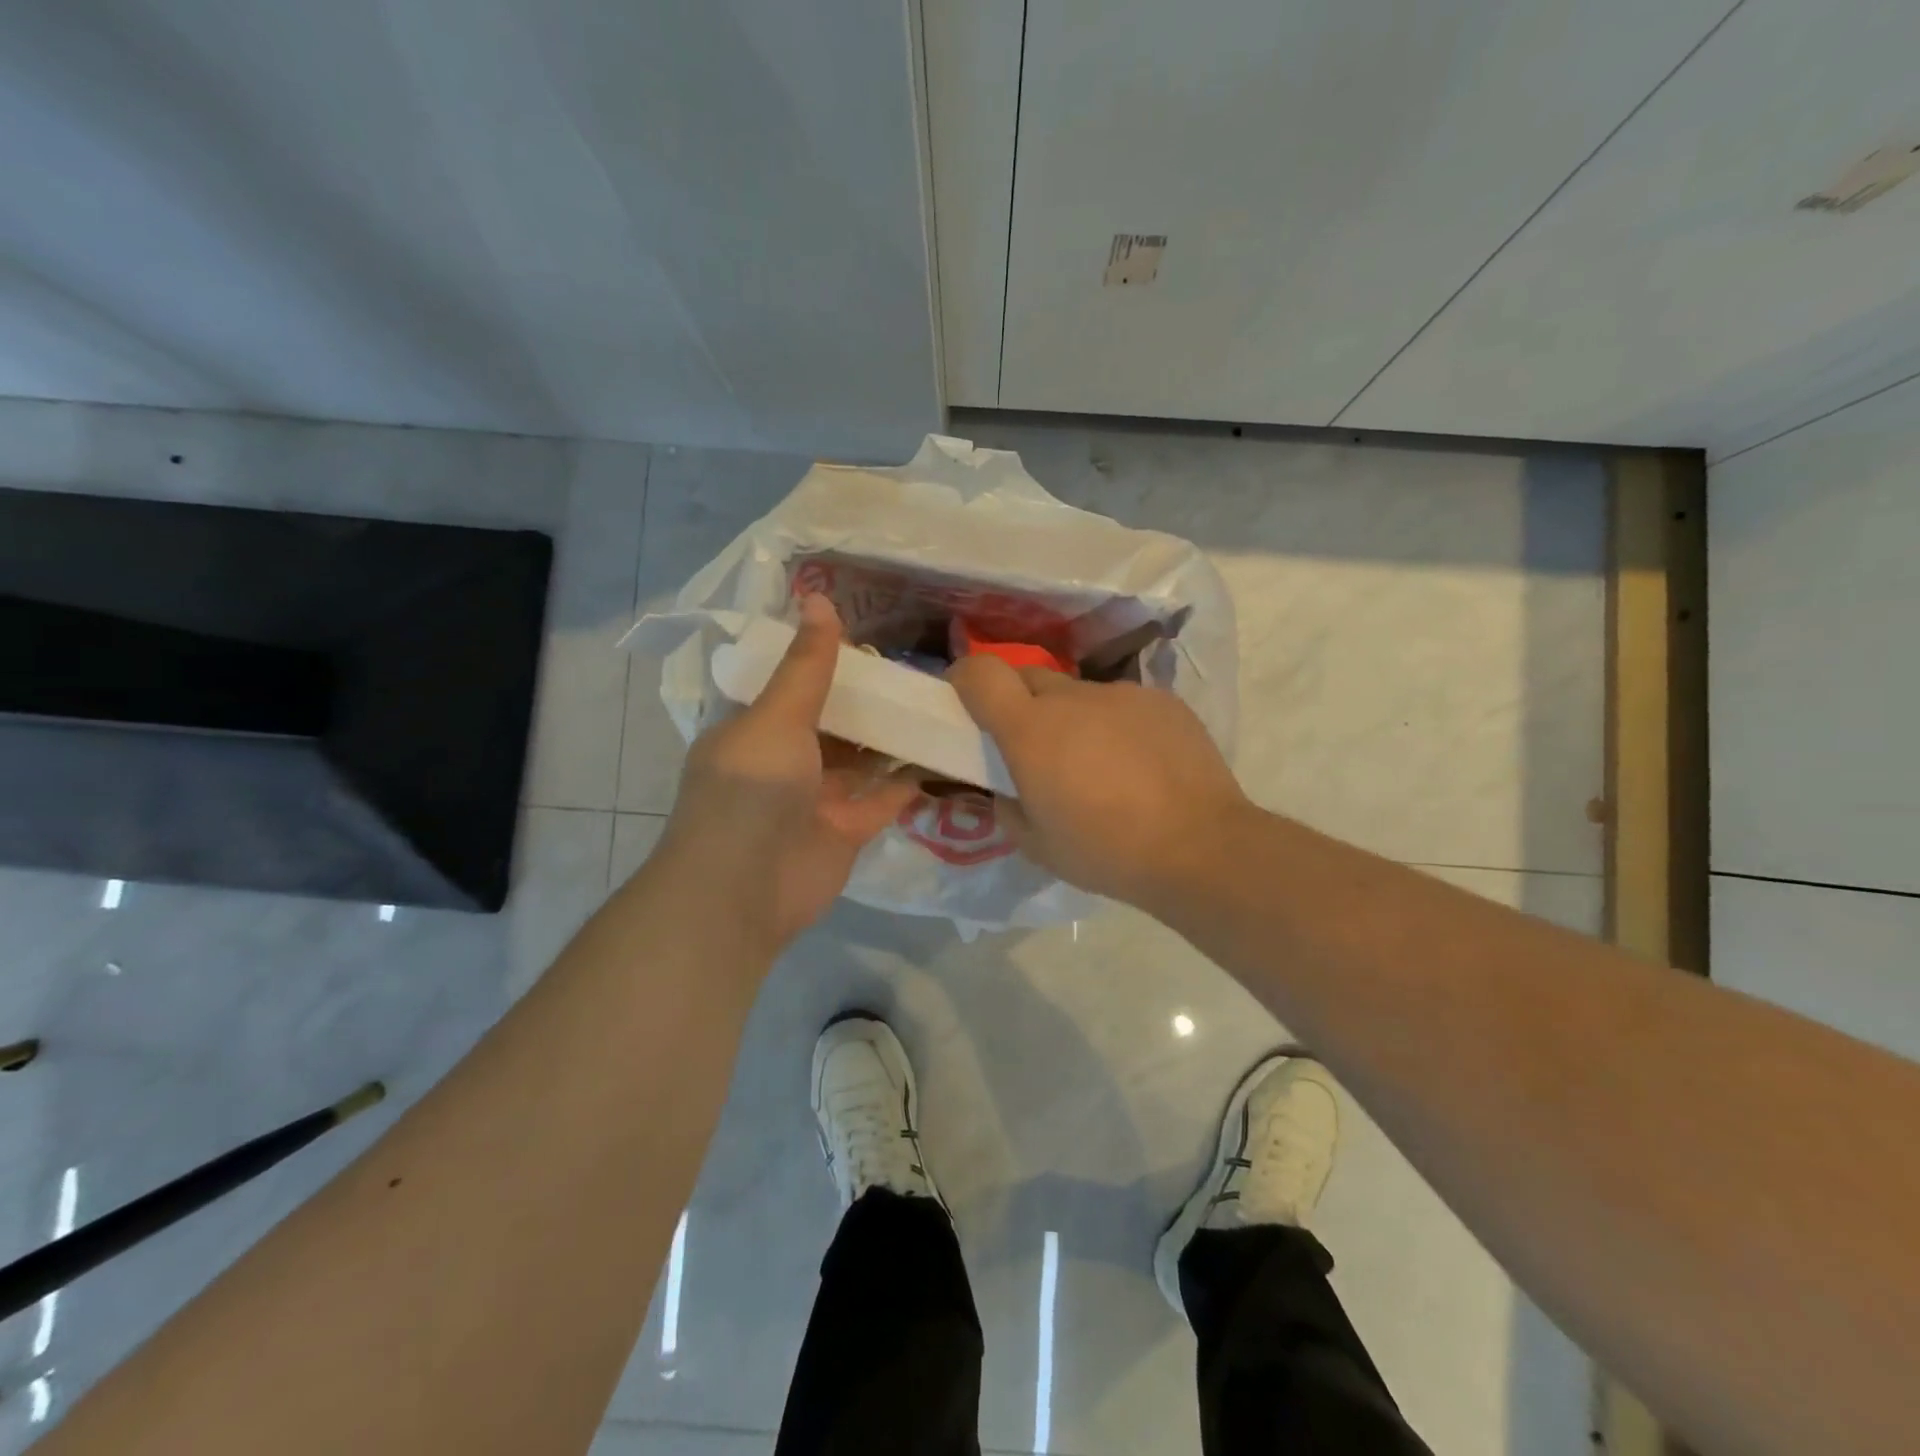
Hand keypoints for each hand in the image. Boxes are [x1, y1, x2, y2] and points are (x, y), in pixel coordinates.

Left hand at [657, 595, 919, 951]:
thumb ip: (806, 666)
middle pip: (838, 720)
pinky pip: (886, 797)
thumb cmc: (750, 791)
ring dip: (897, 736)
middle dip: (874, 698)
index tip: (878, 633)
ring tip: (944, 701)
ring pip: (865, 758)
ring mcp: (819, 796)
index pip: (797, 683)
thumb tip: (818, 597)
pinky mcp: (848, 829)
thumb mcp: (776, 717)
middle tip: (926, 665)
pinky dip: (912, 779)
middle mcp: (788, 758)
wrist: (742, 892)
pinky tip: (947, 752)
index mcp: (759, 726)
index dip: (832, 659)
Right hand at [947, 656, 1251, 907]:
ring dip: (1073, 719)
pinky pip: (1123, 705)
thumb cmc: (1106, 851)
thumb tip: (1010, 788)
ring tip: (1098, 765)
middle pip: (1029, 677)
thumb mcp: (1036, 845)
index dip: (966, 679)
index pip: (981, 673)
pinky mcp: (1163, 700)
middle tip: (1034, 746)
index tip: (966, 700)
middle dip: (1019, 703)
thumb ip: (1008, 807)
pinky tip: (1140, 766)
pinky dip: (1117, 726)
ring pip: (1080, 694)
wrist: (1200, 847)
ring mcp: (1122, 694)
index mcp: (1031, 730)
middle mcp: (1073, 698)